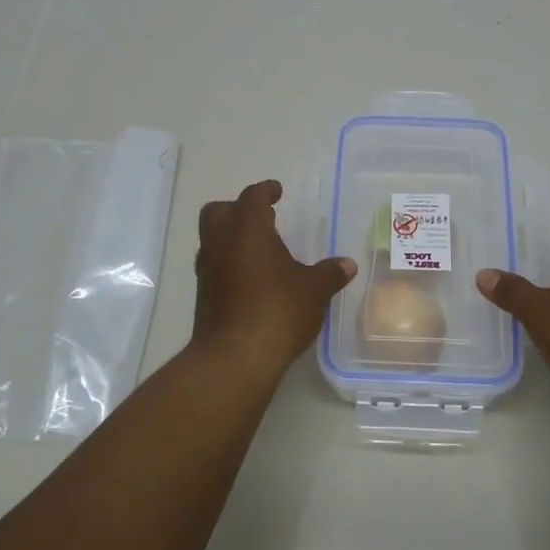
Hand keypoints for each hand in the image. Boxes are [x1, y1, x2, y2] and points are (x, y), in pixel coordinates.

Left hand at [192, 180, 356, 376]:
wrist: (235, 358)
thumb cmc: (277, 311)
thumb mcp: (314, 290)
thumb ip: (329, 273)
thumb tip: (347, 264)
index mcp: (248, 230)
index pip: (252, 198)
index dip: (265, 191)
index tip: (276, 191)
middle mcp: (221, 243)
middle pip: (218, 212)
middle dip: (237, 209)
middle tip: (262, 218)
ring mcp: (207, 271)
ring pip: (212, 240)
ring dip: (231, 238)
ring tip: (259, 250)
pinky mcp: (203, 297)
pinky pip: (214, 267)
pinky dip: (229, 264)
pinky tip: (251, 279)